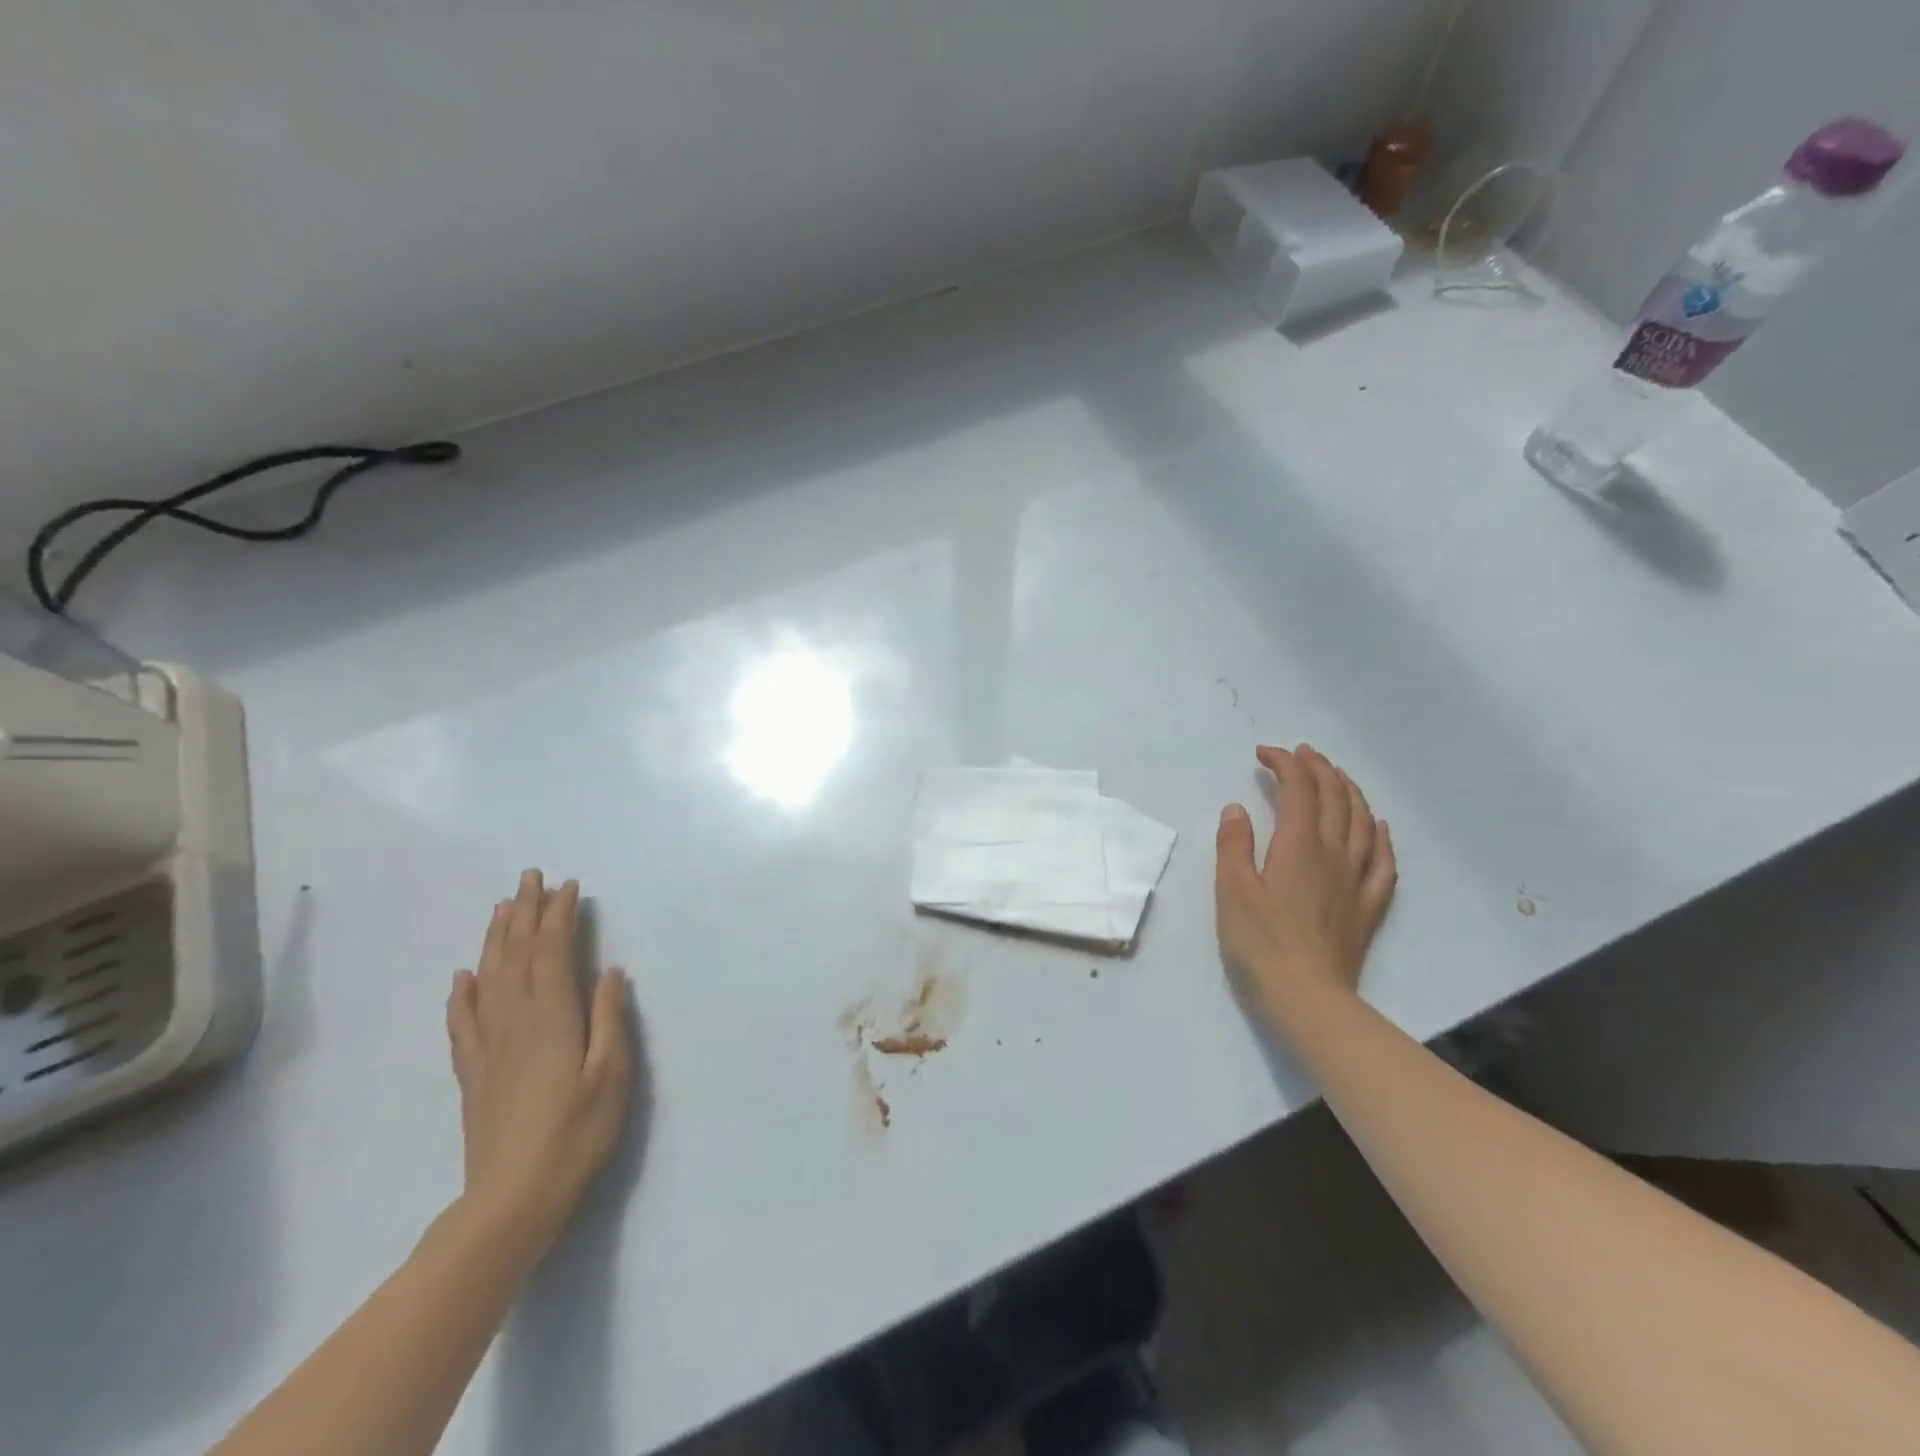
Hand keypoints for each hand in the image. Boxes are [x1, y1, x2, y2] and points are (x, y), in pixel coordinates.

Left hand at [445, 870, 631, 1256]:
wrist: (512, 1201)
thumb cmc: (576, 1134)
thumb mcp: (612, 1074)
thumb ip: (610, 1019)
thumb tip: (610, 971)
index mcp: (552, 1017)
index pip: (553, 952)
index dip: (560, 916)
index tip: (569, 886)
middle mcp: (515, 1021)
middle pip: (516, 955)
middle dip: (525, 913)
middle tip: (531, 877)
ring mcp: (489, 1047)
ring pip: (488, 979)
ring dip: (496, 939)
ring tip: (503, 908)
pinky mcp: (474, 1072)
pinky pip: (463, 1021)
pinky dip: (462, 993)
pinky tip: (463, 977)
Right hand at [1215, 745, 1396, 1021]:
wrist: (1308, 998)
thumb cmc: (1260, 943)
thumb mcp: (1232, 891)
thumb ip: (1234, 845)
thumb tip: (1237, 808)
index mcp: (1298, 846)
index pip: (1298, 790)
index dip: (1285, 764)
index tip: (1264, 754)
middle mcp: (1333, 854)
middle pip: (1334, 798)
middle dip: (1318, 769)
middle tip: (1301, 754)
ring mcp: (1357, 880)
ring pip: (1362, 822)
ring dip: (1350, 791)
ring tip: (1337, 776)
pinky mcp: (1368, 906)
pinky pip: (1384, 861)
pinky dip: (1381, 835)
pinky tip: (1378, 826)